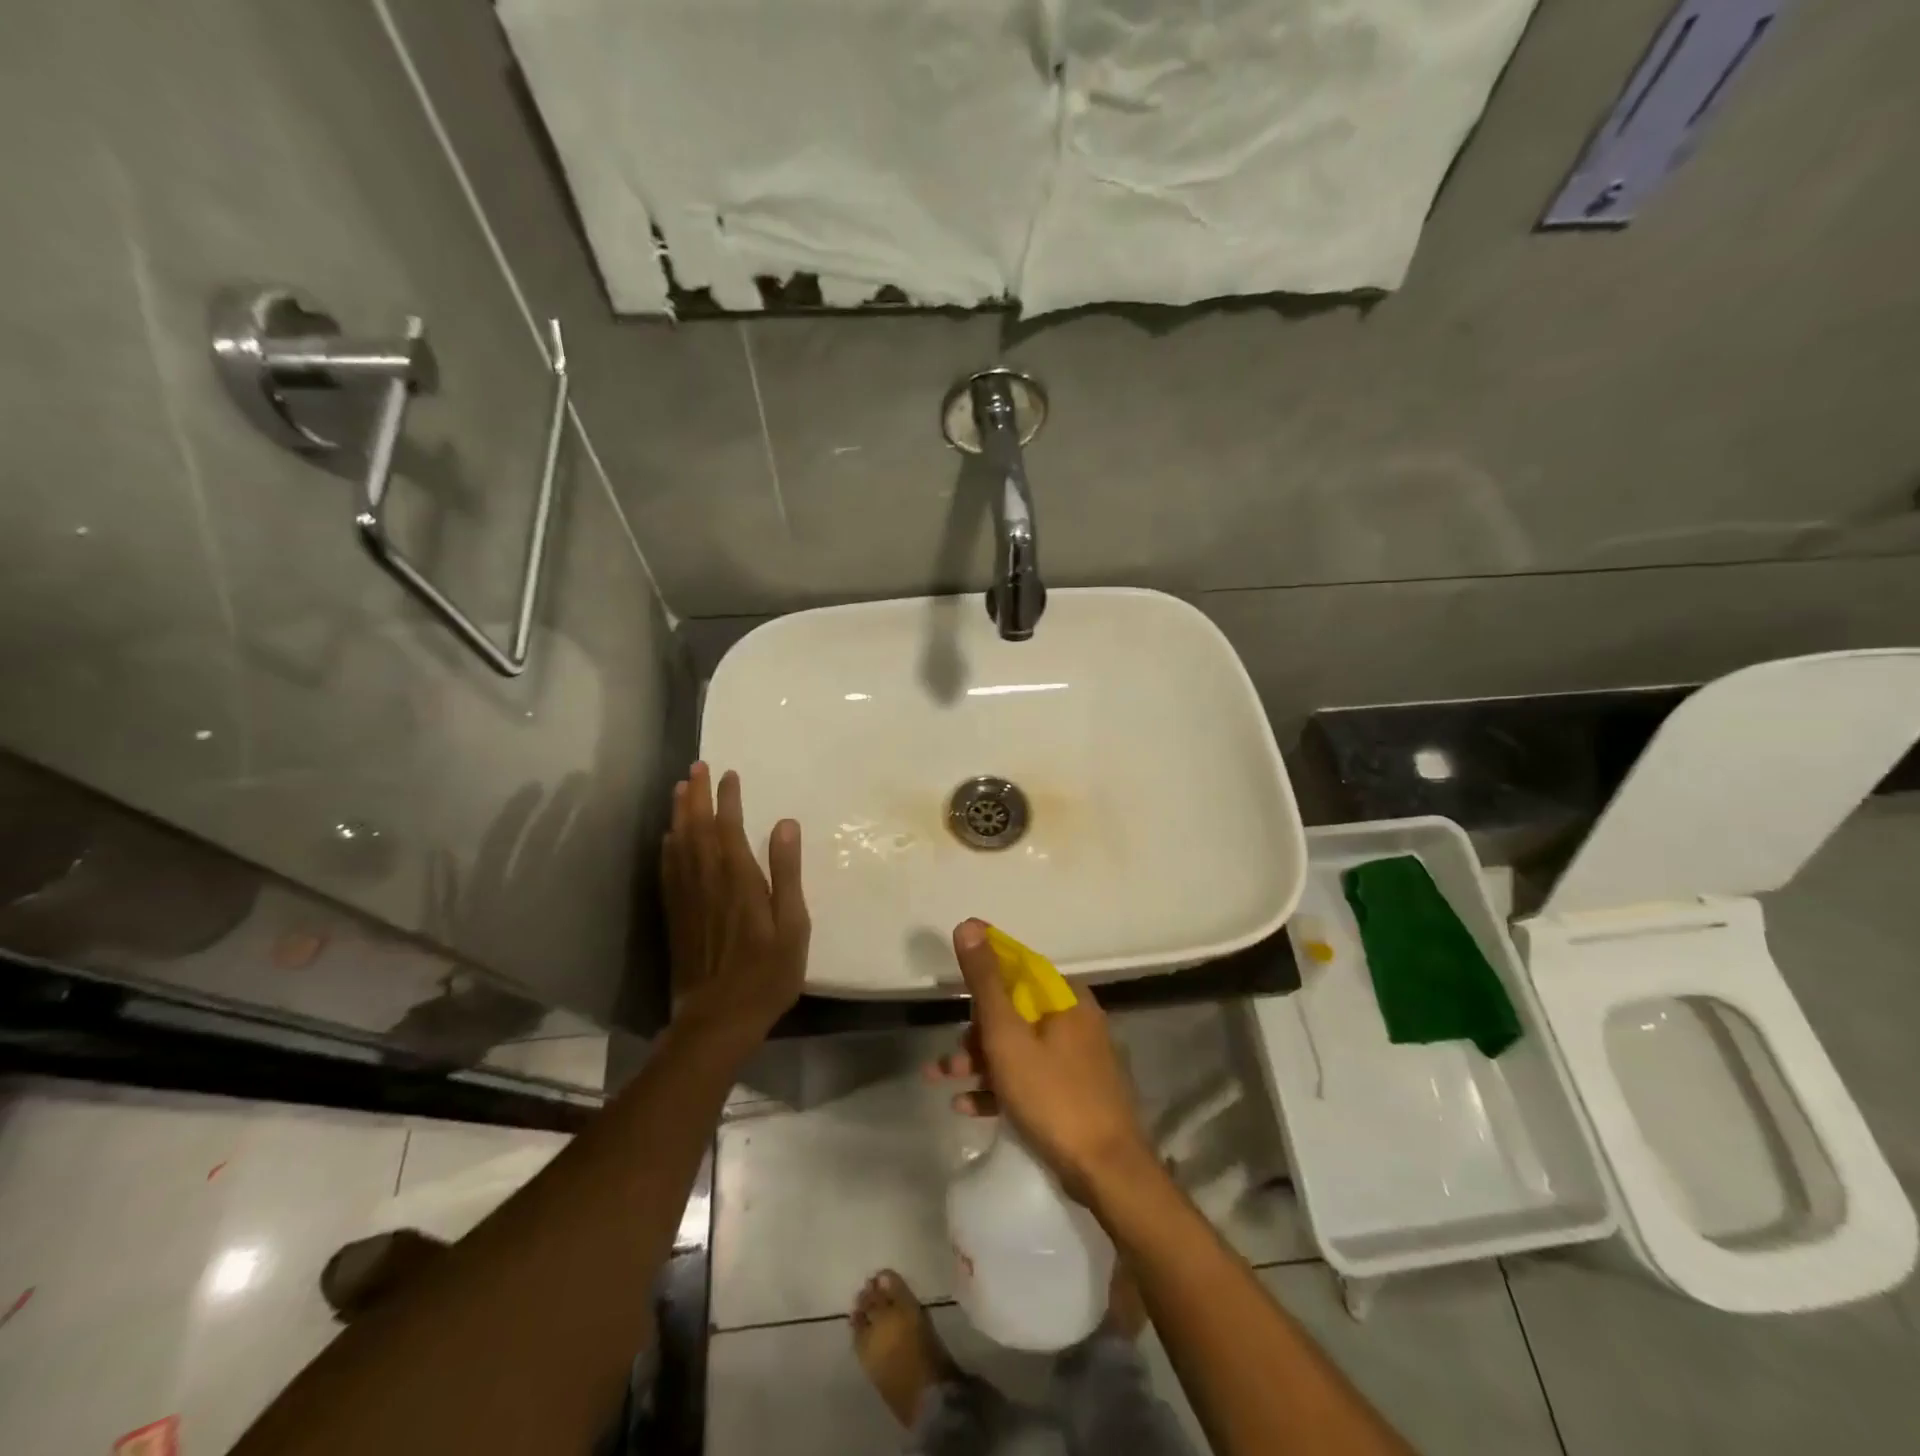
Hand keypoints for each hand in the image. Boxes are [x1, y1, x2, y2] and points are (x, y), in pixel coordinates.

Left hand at [661, 763, 808, 1045]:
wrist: (718, 1019)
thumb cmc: (767, 974)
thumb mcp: (792, 925)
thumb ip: (787, 873)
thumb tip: (786, 824)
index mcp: (739, 879)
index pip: (729, 827)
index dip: (728, 798)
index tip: (729, 774)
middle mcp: (707, 881)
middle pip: (697, 828)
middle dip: (696, 795)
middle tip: (696, 767)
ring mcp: (687, 898)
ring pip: (678, 844)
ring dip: (678, 813)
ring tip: (679, 788)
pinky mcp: (676, 915)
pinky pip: (668, 871)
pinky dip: (667, 847)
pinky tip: (667, 838)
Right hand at [928, 919, 1155, 1200]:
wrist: (1108, 1174)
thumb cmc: (1053, 1096)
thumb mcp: (1007, 1035)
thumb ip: (985, 982)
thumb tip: (969, 924)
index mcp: (1066, 999)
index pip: (1019, 969)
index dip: (984, 976)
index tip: (954, 993)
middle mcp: (1076, 1021)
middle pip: (1015, 1012)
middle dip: (974, 1033)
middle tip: (946, 1058)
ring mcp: (1079, 1060)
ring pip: (1019, 1048)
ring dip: (979, 1063)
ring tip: (943, 1081)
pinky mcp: (1076, 1093)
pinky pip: (1031, 1078)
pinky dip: (1000, 1087)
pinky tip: (967, 1106)